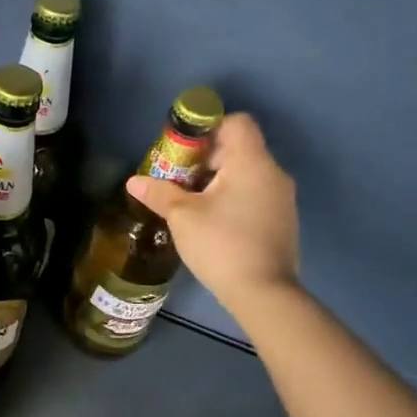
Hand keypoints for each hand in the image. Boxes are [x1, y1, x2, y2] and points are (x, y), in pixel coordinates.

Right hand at [126, 113, 299, 316]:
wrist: (264, 293)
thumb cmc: (221, 244)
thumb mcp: (181, 216)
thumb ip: (159, 193)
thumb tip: (133, 181)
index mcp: (251, 162)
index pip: (237, 123)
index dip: (208, 129)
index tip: (184, 151)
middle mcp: (273, 173)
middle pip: (239, 148)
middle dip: (206, 158)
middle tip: (178, 180)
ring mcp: (282, 198)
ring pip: (246, 173)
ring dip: (218, 180)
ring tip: (191, 203)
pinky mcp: (282, 220)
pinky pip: (255, 193)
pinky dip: (233, 197)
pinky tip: (213, 222)